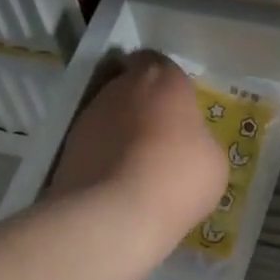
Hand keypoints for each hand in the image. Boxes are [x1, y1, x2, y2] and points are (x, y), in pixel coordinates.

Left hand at [50, 50, 228, 252]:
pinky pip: (92, 145)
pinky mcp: (65, 149)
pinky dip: (102, 157)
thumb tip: (187, 142)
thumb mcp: (213, 158)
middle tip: (158, 134)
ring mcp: (89, 116)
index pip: (158, 61)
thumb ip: (198, 137)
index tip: (176, 103)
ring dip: (120, 130)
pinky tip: (115, 184)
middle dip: (142, 103)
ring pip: (108, 114)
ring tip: (134, 165)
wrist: (112, 219)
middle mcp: (122, 87)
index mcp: (163, 78)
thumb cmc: (177, 177)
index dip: (166, 81)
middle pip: (130, 85)